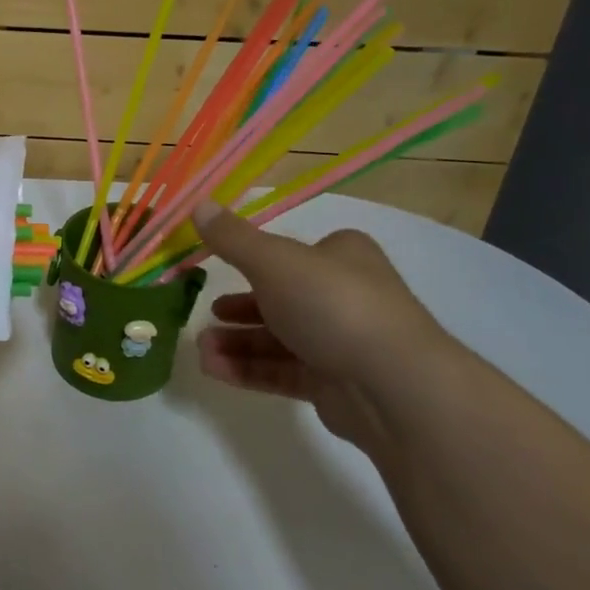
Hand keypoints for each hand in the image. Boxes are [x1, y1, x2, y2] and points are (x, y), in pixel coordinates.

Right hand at [191, 200, 447, 453]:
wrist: (392, 384)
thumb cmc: (332, 304)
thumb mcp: (273, 261)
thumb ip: (233, 239)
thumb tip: (197, 205)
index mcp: (341, 256)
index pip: (293, 253)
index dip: (254, 260)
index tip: (217, 268)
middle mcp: (344, 294)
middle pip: (280, 298)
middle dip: (238, 308)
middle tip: (208, 314)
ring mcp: (341, 342)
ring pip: (277, 338)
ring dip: (236, 342)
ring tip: (202, 350)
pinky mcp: (334, 384)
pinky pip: (283, 372)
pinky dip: (248, 369)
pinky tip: (214, 369)